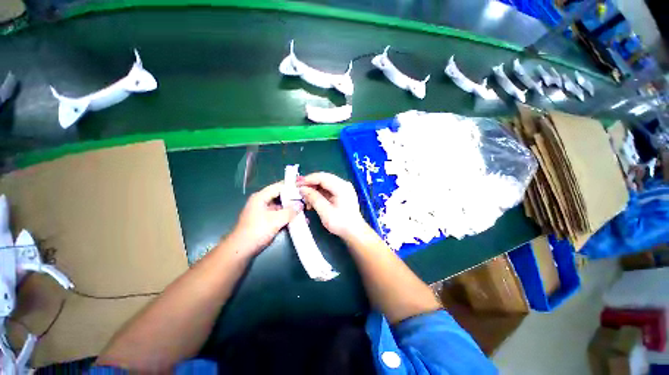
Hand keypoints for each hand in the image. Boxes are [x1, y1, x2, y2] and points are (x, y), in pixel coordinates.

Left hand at [228, 181, 300, 256]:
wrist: (241, 250)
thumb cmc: (257, 231)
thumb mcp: (275, 220)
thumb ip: (290, 211)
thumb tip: (301, 205)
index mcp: (260, 197)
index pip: (278, 187)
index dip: (290, 186)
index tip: (303, 187)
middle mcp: (262, 202)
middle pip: (280, 196)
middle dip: (293, 199)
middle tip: (305, 200)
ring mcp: (264, 211)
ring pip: (281, 206)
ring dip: (291, 209)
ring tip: (304, 210)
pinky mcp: (266, 220)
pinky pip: (279, 214)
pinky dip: (287, 216)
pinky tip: (297, 219)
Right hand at [297, 172, 367, 237]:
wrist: (354, 231)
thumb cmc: (341, 223)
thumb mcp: (325, 212)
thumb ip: (313, 198)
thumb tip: (302, 189)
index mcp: (342, 187)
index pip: (322, 177)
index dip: (308, 179)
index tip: (297, 184)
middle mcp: (343, 184)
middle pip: (323, 179)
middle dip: (310, 184)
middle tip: (298, 191)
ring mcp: (343, 188)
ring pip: (324, 184)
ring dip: (314, 190)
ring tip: (305, 199)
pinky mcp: (341, 193)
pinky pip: (327, 189)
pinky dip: (319, 194)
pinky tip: (312, 201)